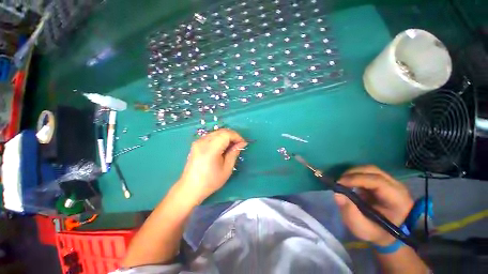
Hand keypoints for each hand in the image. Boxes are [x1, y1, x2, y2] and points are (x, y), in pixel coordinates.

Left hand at [177, 129, 246, 203]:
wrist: (190, 187)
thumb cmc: (210, 181)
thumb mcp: (227, 169)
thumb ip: (234, 153)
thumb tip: (241, 143)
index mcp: (210, 149)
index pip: (226, 134)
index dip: (237, 136)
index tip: (243, 143)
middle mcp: (203, 142)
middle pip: (221, 131)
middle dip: (232, 136)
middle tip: (238, 145)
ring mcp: (198, 142)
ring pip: (216, 132)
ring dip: (226, 137)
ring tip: (231, 146)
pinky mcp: (196, 143)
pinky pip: (211, 136)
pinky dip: (219, 138)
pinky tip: (222, 147)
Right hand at [334, 165, 413, 245]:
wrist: (388, 233)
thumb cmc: (376, 232)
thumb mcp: (362, 229)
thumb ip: (350, 213)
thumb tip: (337, 194)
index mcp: (397, 200)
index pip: (378, 181)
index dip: (357, 179)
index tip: (339, 184)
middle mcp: (397, 186)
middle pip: (373, 170)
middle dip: (353, 173)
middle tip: (339, 182)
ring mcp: (390, 182)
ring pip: (369, 169)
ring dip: (353, 173)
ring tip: (343, 182)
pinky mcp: (383, 181)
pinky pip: (367, 172)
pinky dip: (355, 175)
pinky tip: (349, 183)